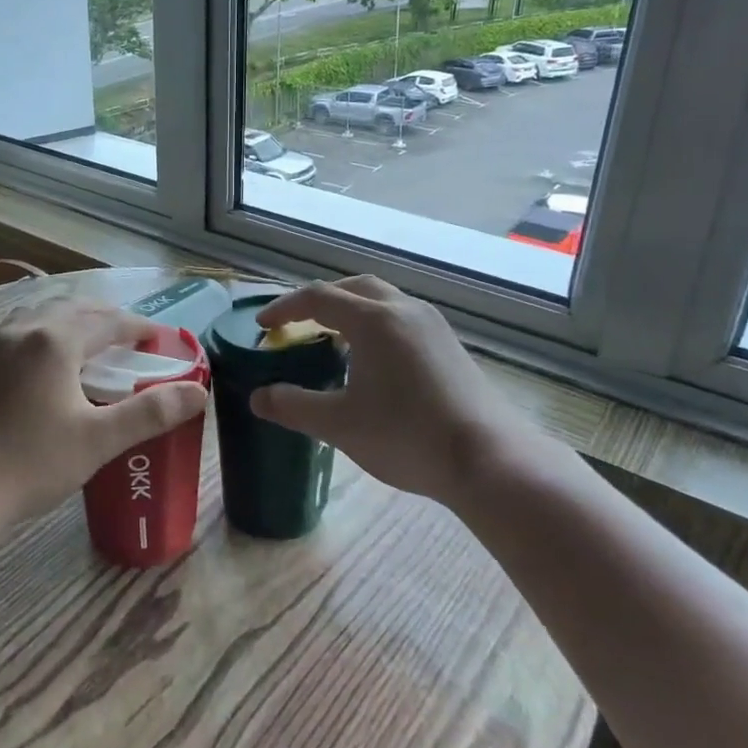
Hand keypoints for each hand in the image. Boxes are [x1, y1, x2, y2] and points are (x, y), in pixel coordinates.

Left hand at [0, 297, 207, 529]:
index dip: (138, 327)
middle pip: (74, 310)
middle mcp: (23, 331)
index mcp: (55, 340)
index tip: (159, 338)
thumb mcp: (97, 440)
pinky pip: (19, 332)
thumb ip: (149, 413)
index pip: (108, 322)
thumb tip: (197, 392)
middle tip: (130, 338)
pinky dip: (45, 333)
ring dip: (71, 320)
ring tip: (89, 341)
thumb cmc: (29, 464)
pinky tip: (45, 362)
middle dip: (106, 319)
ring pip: (41, 315)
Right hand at [249, 276, 553, 506]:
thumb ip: (294, 406)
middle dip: (321, 300)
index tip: (263, 326)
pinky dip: (375, 324)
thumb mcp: (340, 424)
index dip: (285, 308)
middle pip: (354, 288)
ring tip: (332, 340)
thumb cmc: (407, 436)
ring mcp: (432, 325)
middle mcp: (404, 310)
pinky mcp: (449, 345)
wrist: (489, 459)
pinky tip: (372, 361)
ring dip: (351, 310)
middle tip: (298, 324)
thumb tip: (258, 397)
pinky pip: (402, 317)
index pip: (318, 298)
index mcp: (373, 320)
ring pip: (383, 300)